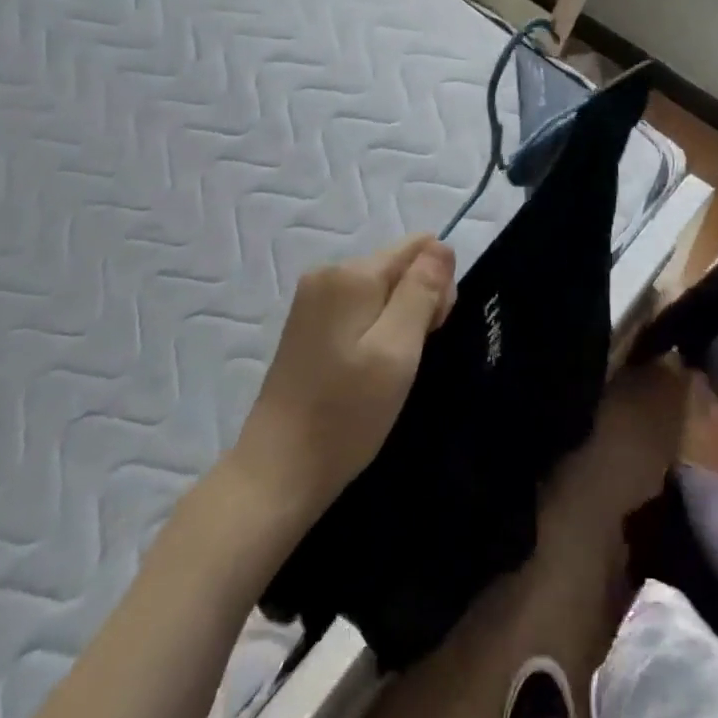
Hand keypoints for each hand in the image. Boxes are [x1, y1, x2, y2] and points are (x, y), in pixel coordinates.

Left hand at [231, 235, 456, 520]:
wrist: (277, 472)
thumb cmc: (345, 414)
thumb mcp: (398, 350)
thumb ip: (422, 291)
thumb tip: (441, 246)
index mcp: (351, 274)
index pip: (418, 248)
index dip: (437, 285)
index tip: (431, 331)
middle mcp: (328, 274)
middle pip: (399, 266)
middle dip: (419, 302)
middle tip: (409, 358)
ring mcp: (313, 300)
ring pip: (382, 289)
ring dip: (399, 321)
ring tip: (391, 369)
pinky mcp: (308, 325)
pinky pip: (361, 309)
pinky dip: (377, 331)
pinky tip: (370, 369)